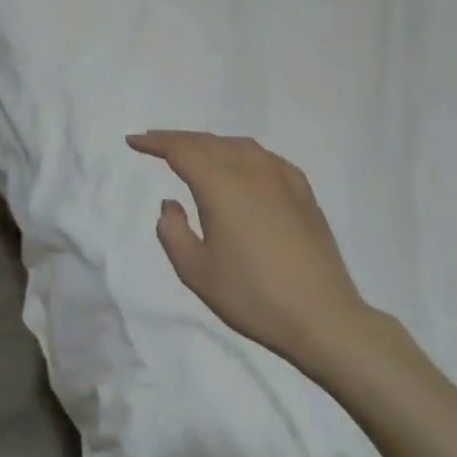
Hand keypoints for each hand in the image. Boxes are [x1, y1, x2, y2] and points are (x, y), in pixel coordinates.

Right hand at [126, 130, 410, 372]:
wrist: (322, 317)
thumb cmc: (251, 296)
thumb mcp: (196, 271)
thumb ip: (173, 231)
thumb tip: (171, 203)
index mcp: (221, 187)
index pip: (182, 150)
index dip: (155, 142)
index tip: (134, 141)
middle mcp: (252, 172)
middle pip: (210, 142)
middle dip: (179, 139)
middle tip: (156, 143)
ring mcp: (283, 181)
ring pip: (240, 146)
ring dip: (211, 144)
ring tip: (195, 153)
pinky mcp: (304, 194)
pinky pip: (267, 159)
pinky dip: (243, 154)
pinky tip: (243, 166)